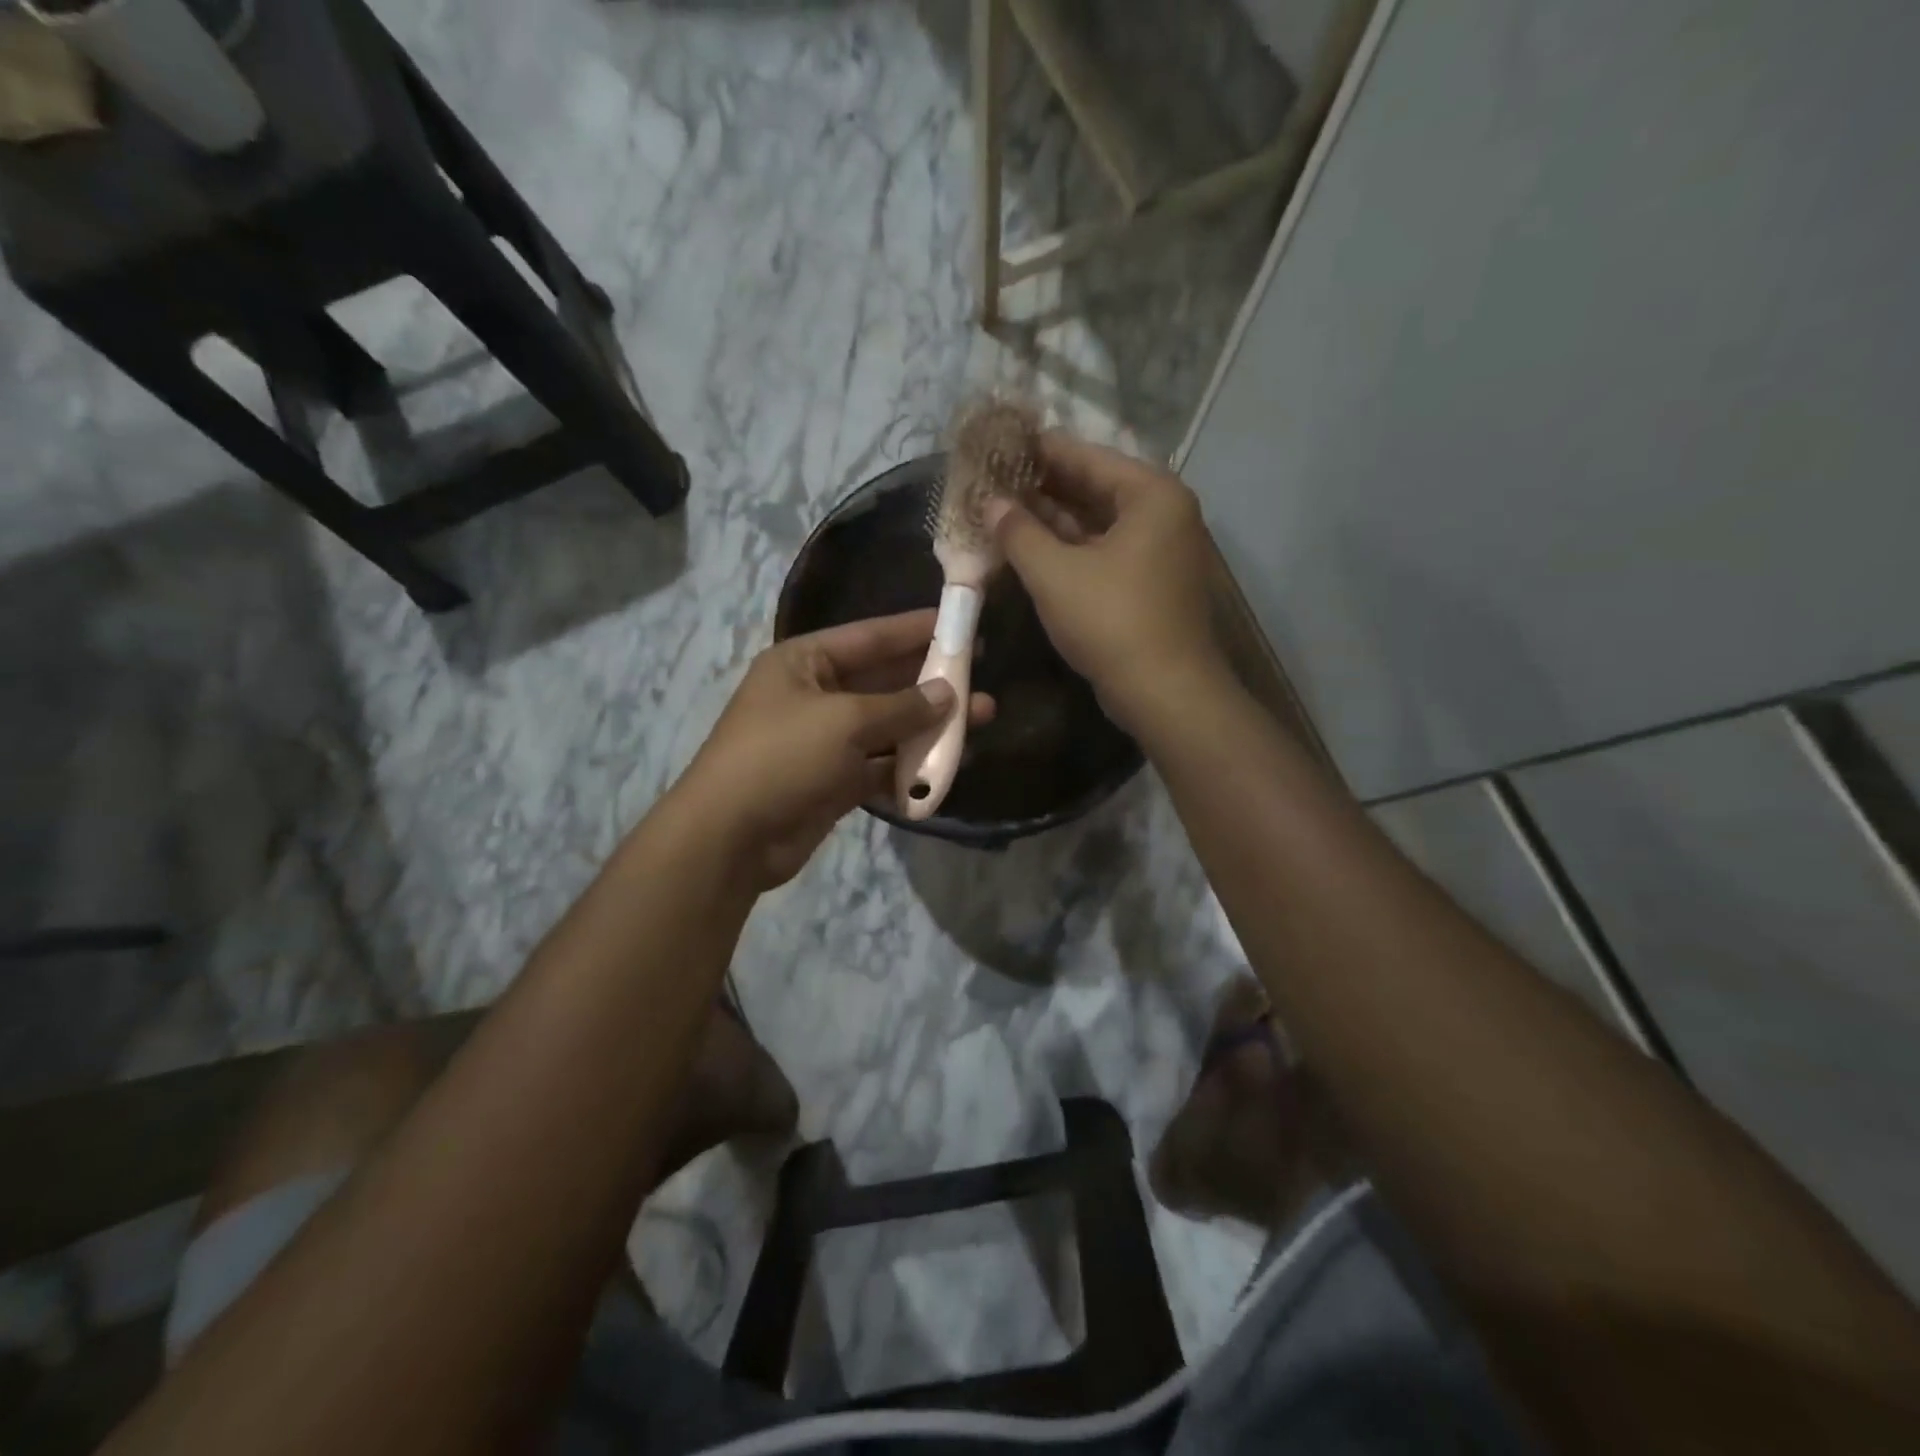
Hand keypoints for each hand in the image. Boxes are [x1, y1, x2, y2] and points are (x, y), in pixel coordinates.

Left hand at [677, 611, 994, 888]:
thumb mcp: (845, 721)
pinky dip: (909, 768)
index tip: (959, 623)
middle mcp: (815, 695)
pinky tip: (945, 768)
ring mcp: (824, 741)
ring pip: (887, 727)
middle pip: (883, 681)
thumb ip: (902, 706)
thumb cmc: (783, 757)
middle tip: (979, 677)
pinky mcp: (834, 781)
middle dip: (930, 682)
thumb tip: (948, 694)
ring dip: (928, 727)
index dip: (915, 629)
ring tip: (979, 721)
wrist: (731, 837)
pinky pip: (880, 766)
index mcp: (805, 663)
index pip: (870, 636)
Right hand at [986, 432, 1228, 734]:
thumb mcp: (1054, 573)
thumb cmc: (1111, 621)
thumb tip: (991, 504)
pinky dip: (1069, 549)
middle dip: (1042, 487)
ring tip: (1001, 510)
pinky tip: (1029, 548)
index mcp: (1150, 494)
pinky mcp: (1148, 583)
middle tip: (993, 479)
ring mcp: (1158, 550)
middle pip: (1093, 487)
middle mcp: (1162, 513)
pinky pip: (1103, 551)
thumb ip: (1019, 532)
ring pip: (1097, 523)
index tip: (998, 444)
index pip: (1085, 456)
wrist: (1164, 692)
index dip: (1038, 451)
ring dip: (1051, 520)